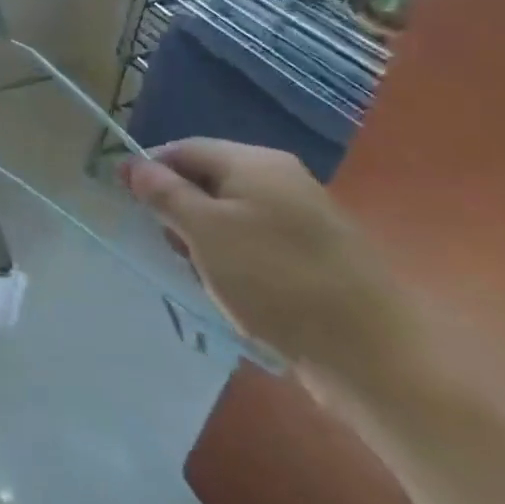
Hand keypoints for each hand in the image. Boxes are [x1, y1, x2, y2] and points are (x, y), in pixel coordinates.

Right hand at [124, 139, 421, 393]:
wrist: (374, 355)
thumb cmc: (275, 281)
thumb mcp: (204, 232)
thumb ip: (163, 193)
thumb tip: (132, 163)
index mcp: (254, 162)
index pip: (183, 149)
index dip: (150, 172)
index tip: (130, 206)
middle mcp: (281, 179)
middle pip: (207, 180)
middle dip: (179, 211)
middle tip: (172, 249)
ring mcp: (303, 217)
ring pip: (229, 214)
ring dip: (206, 241)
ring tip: (206, 277)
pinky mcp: (316, 254)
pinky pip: (256, 241)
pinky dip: (235, 260)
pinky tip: (238, 292)